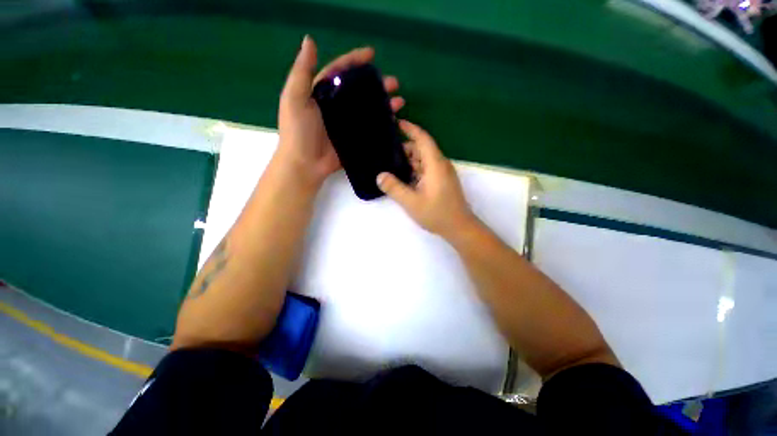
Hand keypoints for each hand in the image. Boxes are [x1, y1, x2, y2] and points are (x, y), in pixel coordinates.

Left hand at [278, 35, 404, 188]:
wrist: (305, 164)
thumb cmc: (298, 131)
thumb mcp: (295, 98)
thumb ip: (302, 71)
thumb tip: (309, 40)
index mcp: (321, 93)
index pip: (340, 72)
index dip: (354, 61)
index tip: (372, 54)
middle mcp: (335, 106)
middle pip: (359, 91)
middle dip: (377, 85)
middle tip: (394, 83)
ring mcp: (345, 124)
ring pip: (367, 109)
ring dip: (383, 104)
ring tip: (399, 102)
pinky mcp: (352, 139)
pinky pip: (369, 129)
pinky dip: (380, 125)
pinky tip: (393, 122)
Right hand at [377, 120, 475, 239]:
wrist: (459, 227)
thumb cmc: (437, 214)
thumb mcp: (411, 202)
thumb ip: (394, 188)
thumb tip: (380, 176)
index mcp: (435, 164)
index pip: (423, 139)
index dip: (410, 129)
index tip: (397, 123)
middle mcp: (440, 165)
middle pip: (422, 149)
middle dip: (405, 148)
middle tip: (386, 151)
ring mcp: (443, 173)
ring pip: (424, 160)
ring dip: (409, 161)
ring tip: (391, 164)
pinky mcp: (442, 181)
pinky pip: (427, 169)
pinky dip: (415, 170)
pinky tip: (404, 177)